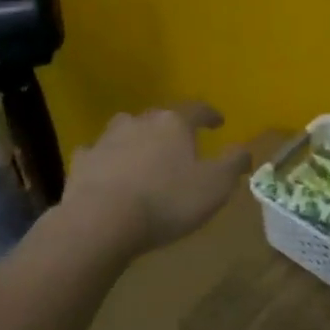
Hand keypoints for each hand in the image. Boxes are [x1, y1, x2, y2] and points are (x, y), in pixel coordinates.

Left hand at [59, 103, 250, 257]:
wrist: (102, 220)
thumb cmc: (167, 201)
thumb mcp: (215, 186)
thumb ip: (233, 163)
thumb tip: (245, 149)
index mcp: (174, 123)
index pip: (197, 109)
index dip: (210, 115)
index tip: (218, 122)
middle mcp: (140, 122)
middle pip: (159, 117)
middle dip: (171, 128)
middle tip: (180, 144)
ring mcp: (107, 139)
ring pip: (126, 130)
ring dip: (137, 139)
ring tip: (143, 156)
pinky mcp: (83, 161)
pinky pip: (98, 154)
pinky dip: (106, 160)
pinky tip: (108, 172)